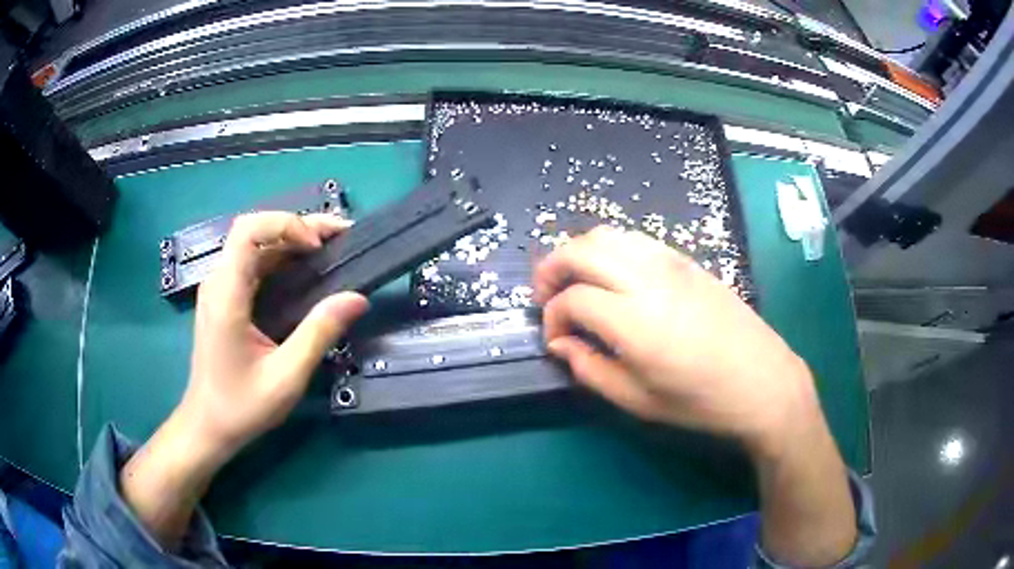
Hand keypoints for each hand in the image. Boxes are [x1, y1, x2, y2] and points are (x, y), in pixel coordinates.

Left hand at [121, 212, 367, 548]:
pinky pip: (255, 264)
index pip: (248, 229)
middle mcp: (219, 281)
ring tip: (332, 251)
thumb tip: (357, 298)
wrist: (208, 425)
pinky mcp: (226, 299)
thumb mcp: (286, 377)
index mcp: (226, 294)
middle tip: (341, 238)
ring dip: (293, 241)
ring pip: (256, 245)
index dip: (286, 224)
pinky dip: (283, 259)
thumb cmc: (241, 406)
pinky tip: (307, 273)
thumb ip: (319, 334)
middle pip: (255, 230)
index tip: (318, 248)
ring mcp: (220, 289)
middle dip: (299, 227)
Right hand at [534, 225, 814, 450]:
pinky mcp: (687, 260)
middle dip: (552, 268)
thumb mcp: (638, 401)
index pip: (572, 299)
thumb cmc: (701, 401)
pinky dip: (610, 248)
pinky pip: (636, 239)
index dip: (553, 318)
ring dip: (580, 252)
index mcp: (635, 321)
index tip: (555, 338)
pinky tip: (614, 275)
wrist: (762, 381)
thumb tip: (560, 345)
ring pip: (608, 235)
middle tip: (547, 297)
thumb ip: (590, 369)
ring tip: (575, 281)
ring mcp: (670, 263)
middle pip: (582, 249)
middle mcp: (649, 279)